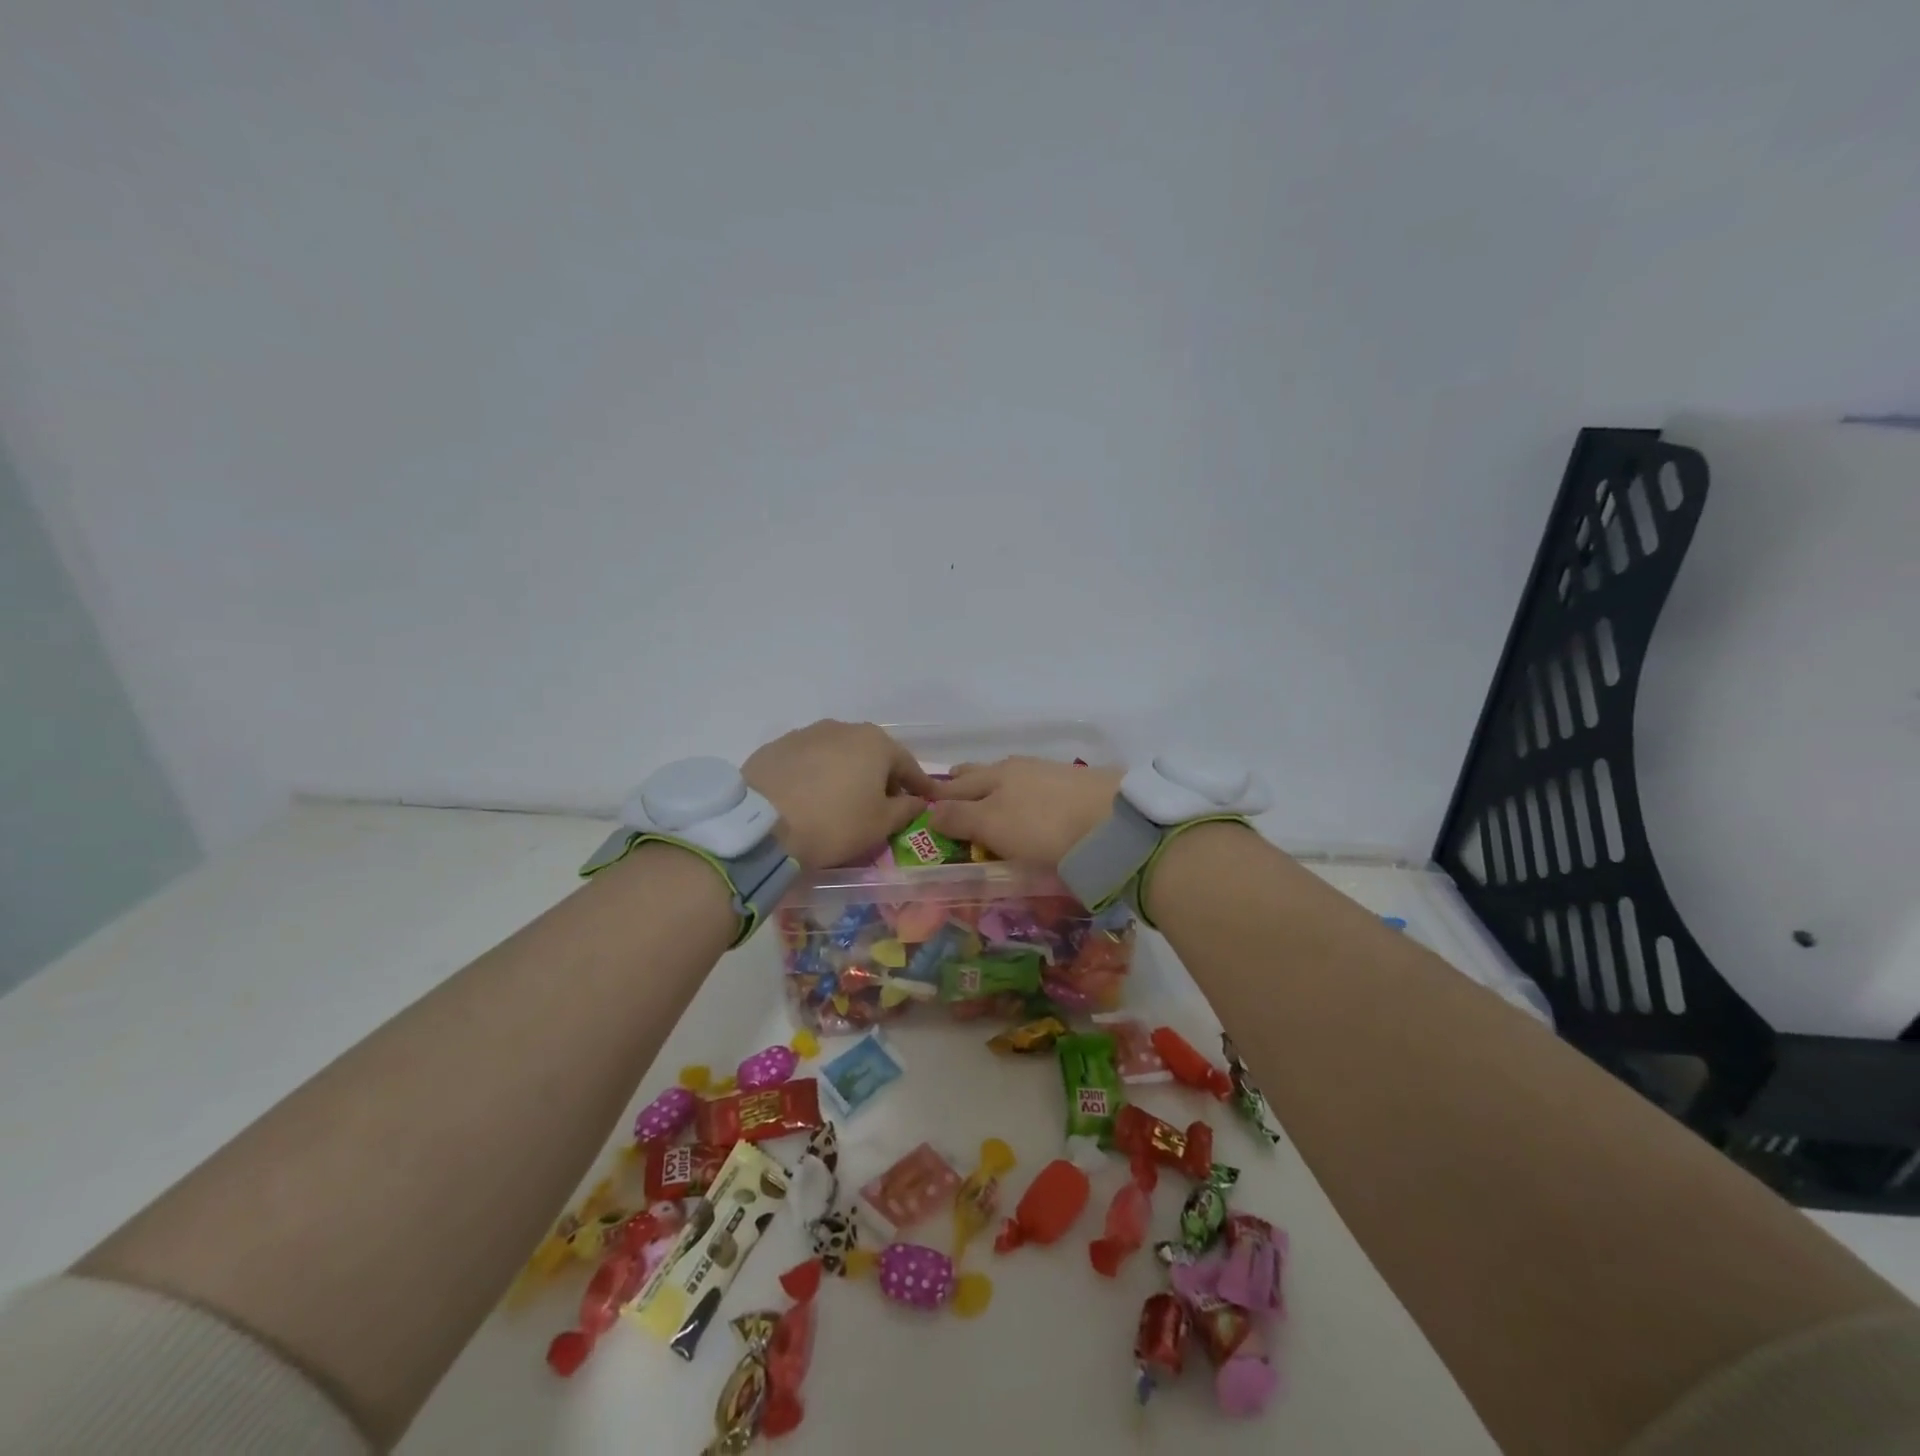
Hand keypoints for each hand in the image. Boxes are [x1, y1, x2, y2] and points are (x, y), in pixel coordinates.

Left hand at [744, 721, 935, 871]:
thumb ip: (905, 809)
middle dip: (881, 777)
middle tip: (882, 804)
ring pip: (838, 754)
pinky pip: (808, 761)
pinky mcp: (776, 747)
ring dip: (846, 773)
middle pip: (872, 754)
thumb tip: (917, 801)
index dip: (919, 785)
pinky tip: (810, 797)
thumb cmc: (834, 823)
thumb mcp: (880, 824)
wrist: (761, 824)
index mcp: (875, 742)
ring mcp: (806, 734)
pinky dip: (816, 775)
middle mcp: (843, 728)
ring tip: (842, 801)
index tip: (925, 800)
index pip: (907, 764)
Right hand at [926, 757, 1122, 867]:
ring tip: (989, 793)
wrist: (1112, 821)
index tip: (927, 800)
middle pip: (984, 772)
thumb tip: (930, 810)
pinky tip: (1031, 799)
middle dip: (965, 780)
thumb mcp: (993, 825)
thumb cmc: (1042, 826)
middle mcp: (1019, 768)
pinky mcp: (1077, 785)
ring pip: (1011, 775)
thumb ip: (960, 817)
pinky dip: (1023, 791)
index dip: (941, 793)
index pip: (957, 784)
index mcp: (994, 775)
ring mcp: (1050, 773)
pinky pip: (1037, 784)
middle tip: (951, 786)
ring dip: (995, 784)